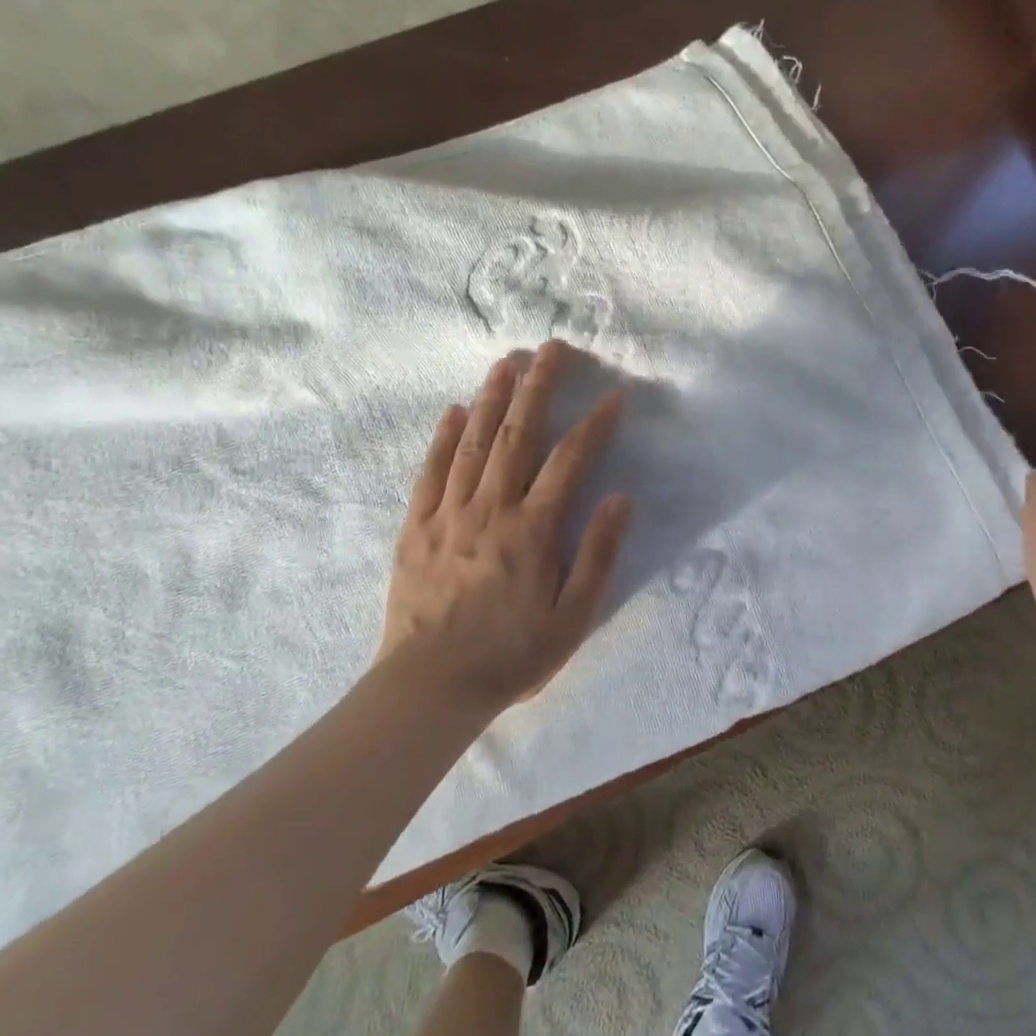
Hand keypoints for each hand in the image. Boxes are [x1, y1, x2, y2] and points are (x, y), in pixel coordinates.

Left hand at [377, 341, 632, 716]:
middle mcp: (490, 509)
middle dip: (539, 387)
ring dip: (491, 398)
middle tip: (553, 348)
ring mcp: (448, 514)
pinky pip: (430, 472)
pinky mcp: (415, 527)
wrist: (430, 688)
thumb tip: (620, 498)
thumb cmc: (511, 656)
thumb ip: (597, 554)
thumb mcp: (572, 617)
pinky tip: (452, 411)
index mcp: (532, 530)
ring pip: (472, 443)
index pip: (570, 461)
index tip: (614, 394)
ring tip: (507, 362)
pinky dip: (443, 438)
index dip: (595, 424)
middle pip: (517, 434)